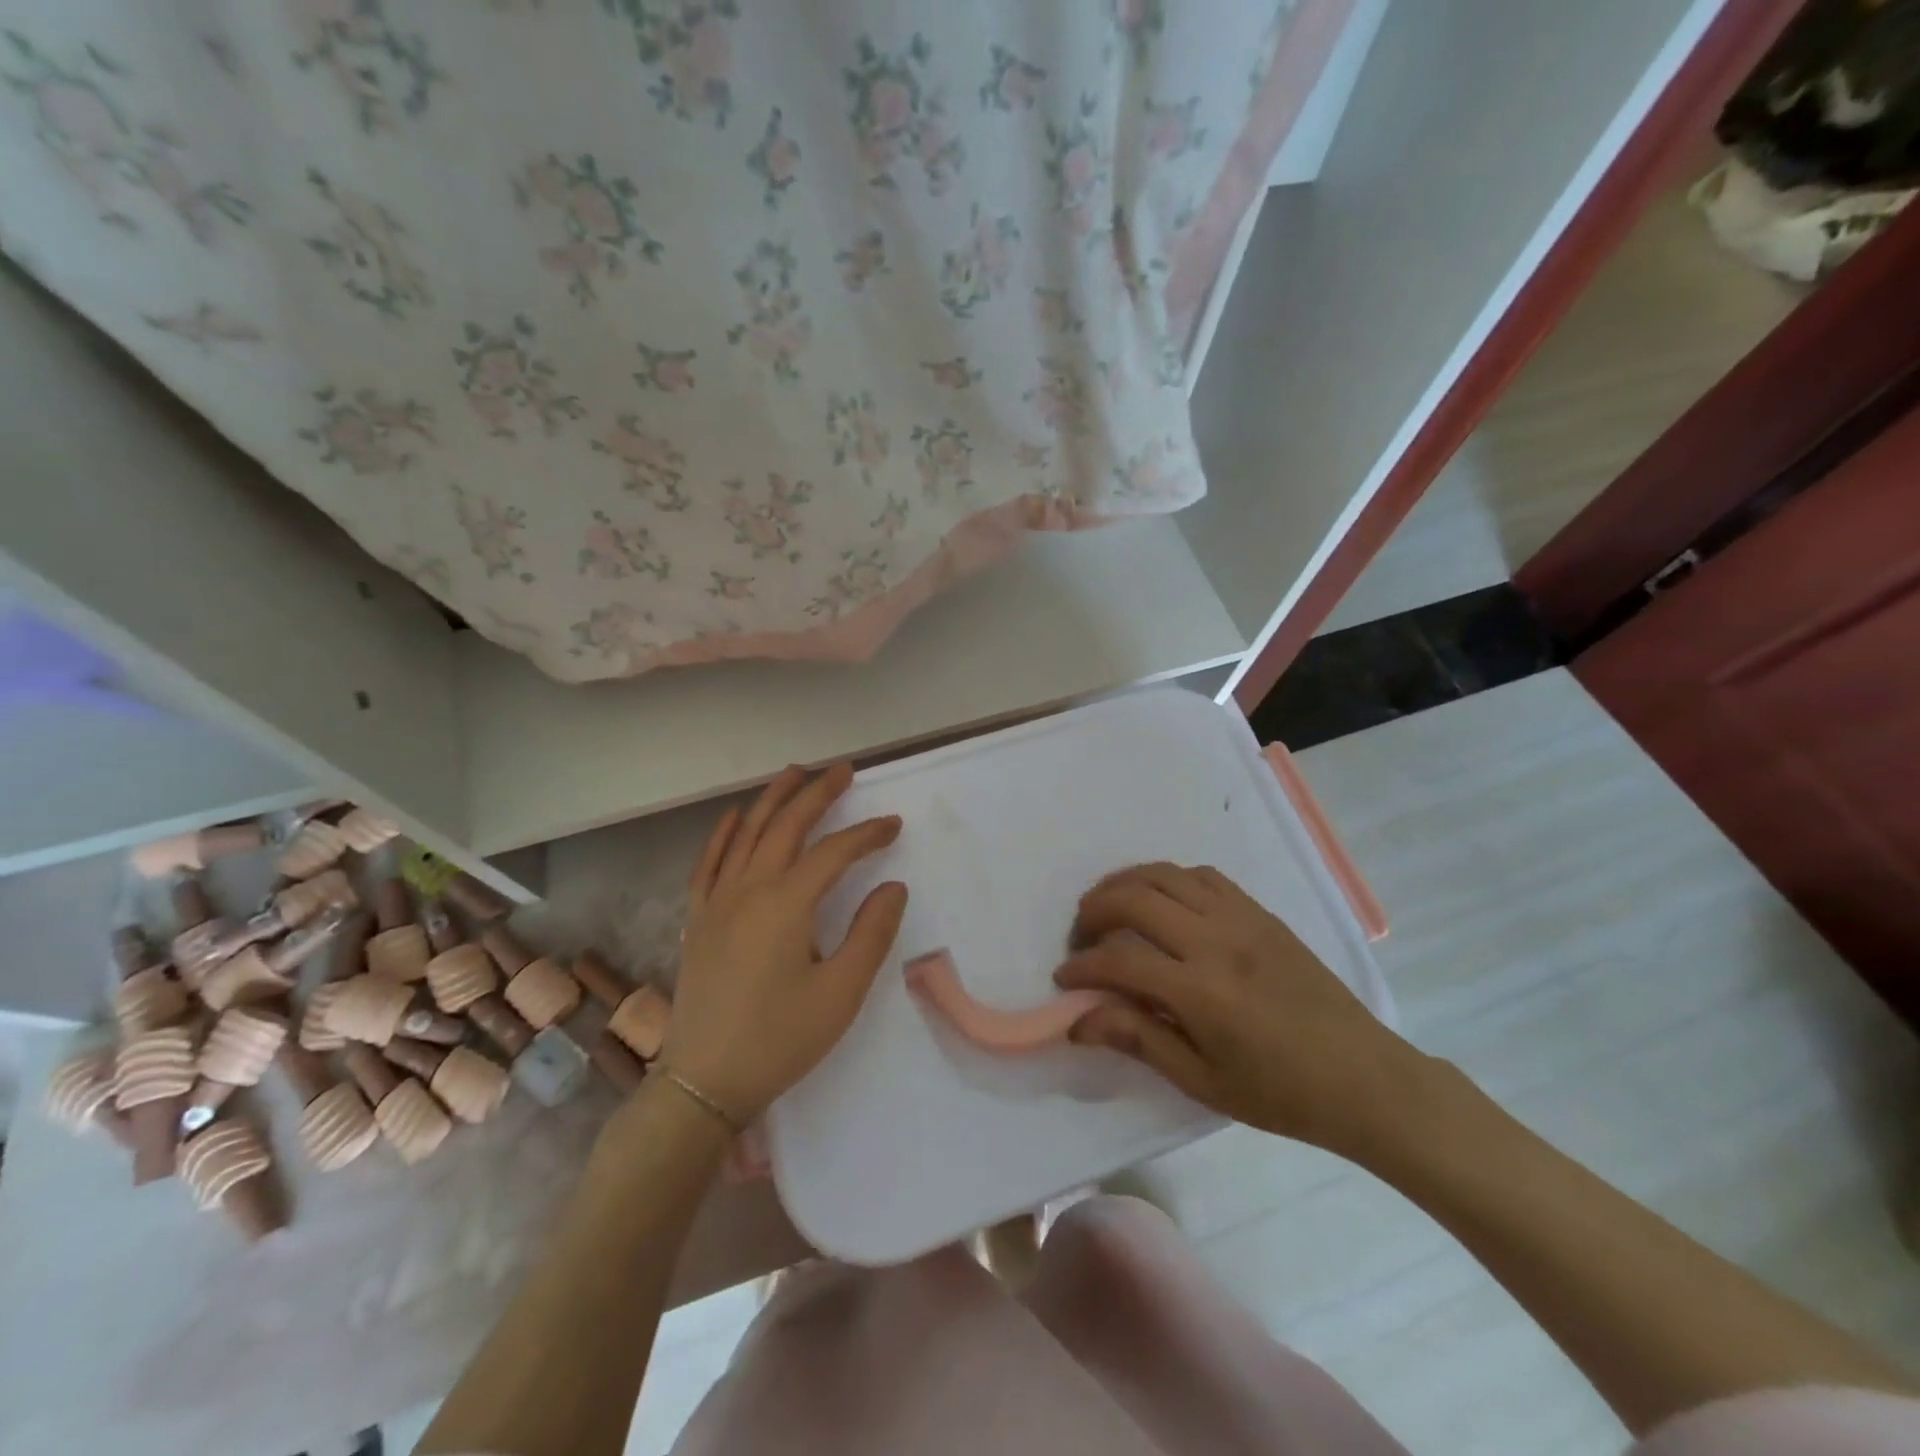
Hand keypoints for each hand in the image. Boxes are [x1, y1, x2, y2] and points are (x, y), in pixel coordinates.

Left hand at [660, 764, 906, 1123]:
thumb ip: (872, 933)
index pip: (834, 852)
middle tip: (843, 770)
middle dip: (817, 793)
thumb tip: (892, 886)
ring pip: (746, 833)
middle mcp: (749, 889)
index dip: (867, 834)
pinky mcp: (699, 919)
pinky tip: (735, 817)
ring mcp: (718, 901)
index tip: (893, 825)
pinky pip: (709, 862)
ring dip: (773, 800)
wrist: (704, 1083)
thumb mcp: (841, 992)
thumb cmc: (780, 1039)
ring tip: (795, 774)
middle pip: (786, 826)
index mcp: (787, 903)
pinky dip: (724, 833)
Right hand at [1055, 863, 1429, 1158]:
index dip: (1082, 966)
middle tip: (1081, 937)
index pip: (1120, 959)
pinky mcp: (1260, 912)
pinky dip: (1169, 878)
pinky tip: (1162, 901)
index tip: (1064, 978)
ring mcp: (1241, 919)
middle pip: (1135, 899)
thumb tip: (1078, 1020)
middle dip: (1094, 910)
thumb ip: (1138, 1040)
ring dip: (1126, 883)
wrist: (1364, 1077)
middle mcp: (1216, 941)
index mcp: (1201, 991)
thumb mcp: (1202, 1080)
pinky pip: (1203, 875)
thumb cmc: (1280, 1092)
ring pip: (1166, 874)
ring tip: (1109, 906)